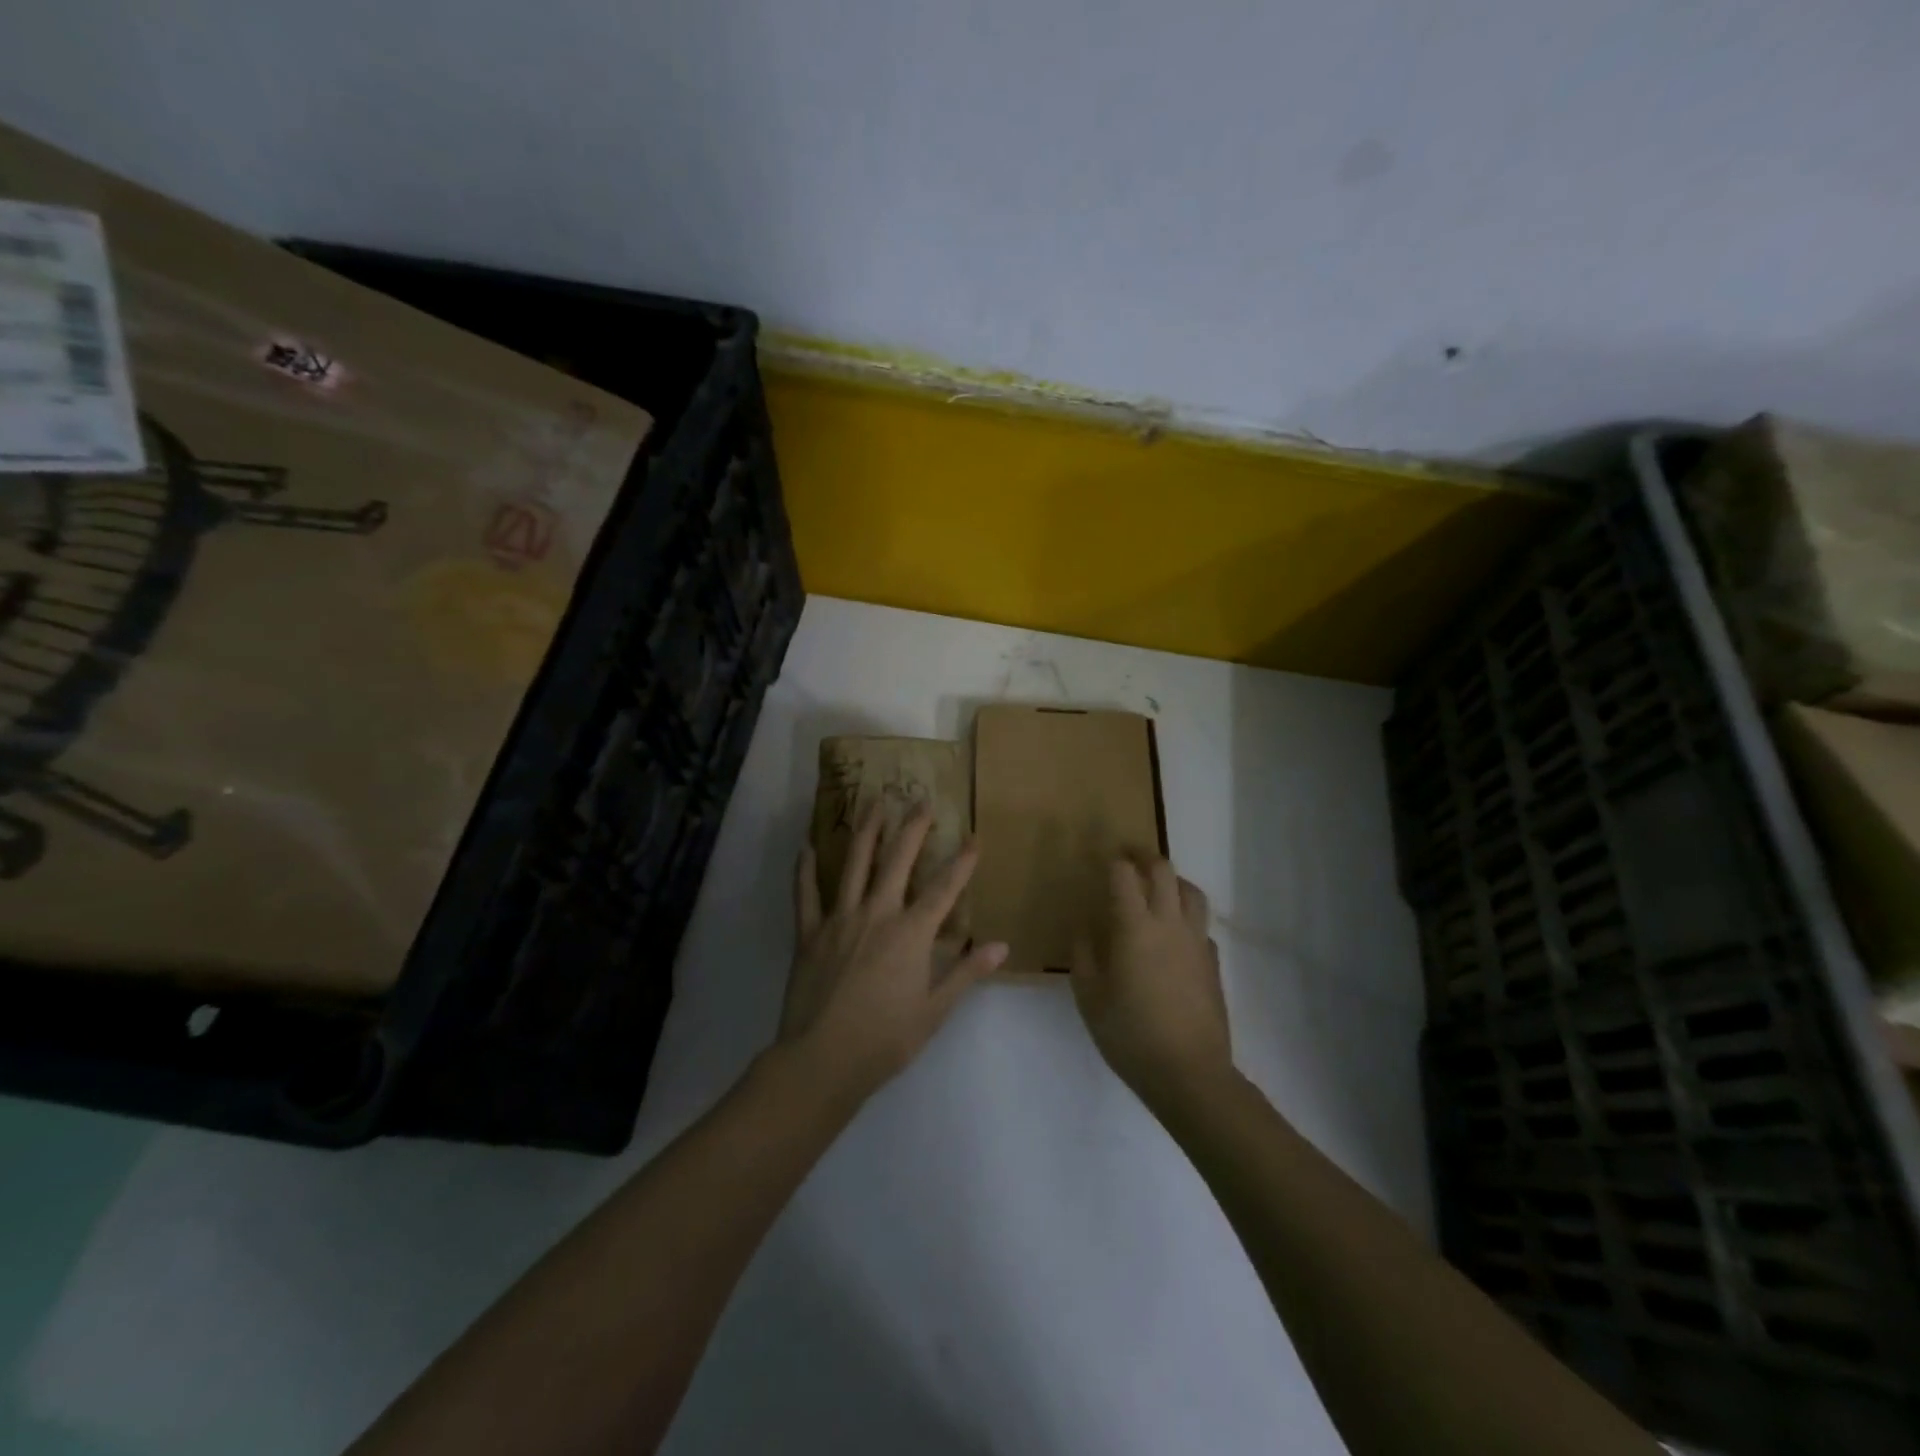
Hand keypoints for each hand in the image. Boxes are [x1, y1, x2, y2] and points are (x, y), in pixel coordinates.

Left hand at [782, 804, 1008, 1101]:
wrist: (822, 1060)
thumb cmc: (885, 1039)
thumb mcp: (935, 1011)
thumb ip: (966, 973)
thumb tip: (1002, 946)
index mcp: (910, 934)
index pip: (943, 888)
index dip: (962, 861)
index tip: (974, 836)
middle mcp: (877, 914)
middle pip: (898, 860)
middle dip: (913, 828)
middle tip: (921, 800)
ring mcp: (839, 919)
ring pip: (855, 864)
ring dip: (867, 831)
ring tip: (874, 803)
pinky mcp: (809, 933)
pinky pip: (806, 894)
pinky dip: (806, 869)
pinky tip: (807, 846)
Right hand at [1071, 856, 1229, 1105]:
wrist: (1189, 1073)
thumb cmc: (1130, 1035)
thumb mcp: (1090, 998)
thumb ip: (1084, 956)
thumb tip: (1084, 928)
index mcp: (1134, 928)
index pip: (1124, 876)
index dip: (1113, 860)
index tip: (1102, 857)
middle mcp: (1169, 924)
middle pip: (1164, 871)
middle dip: (1144, 856)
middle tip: (1128, 856)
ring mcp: (1197, 942)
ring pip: (1192, 892)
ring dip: (1173, 880)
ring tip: (1157, 886)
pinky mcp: (1213, 963)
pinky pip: (1201, 925)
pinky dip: (1187, 916)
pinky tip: (1175, 934)